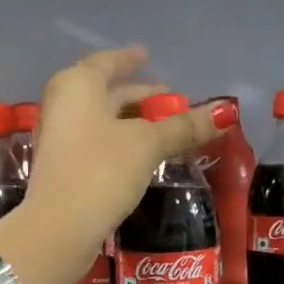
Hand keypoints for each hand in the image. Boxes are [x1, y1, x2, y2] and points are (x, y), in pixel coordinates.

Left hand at [28, 46, 229, 247]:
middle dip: (138, 97)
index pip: (107, 62)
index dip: (129, 59)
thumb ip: (182, 128)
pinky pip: (98, 147)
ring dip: (132, 124)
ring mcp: (61, 141)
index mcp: (78, 86)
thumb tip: (223, 113)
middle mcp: (64, 107)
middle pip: (105, 94)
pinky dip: (122, 146)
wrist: (59, 228)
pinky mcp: (65, 171)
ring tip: (164, 129)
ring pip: (102, 123)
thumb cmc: (101, 170)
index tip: (146, 55)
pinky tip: (143, 158)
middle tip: (169, 100)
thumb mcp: (147, 145)